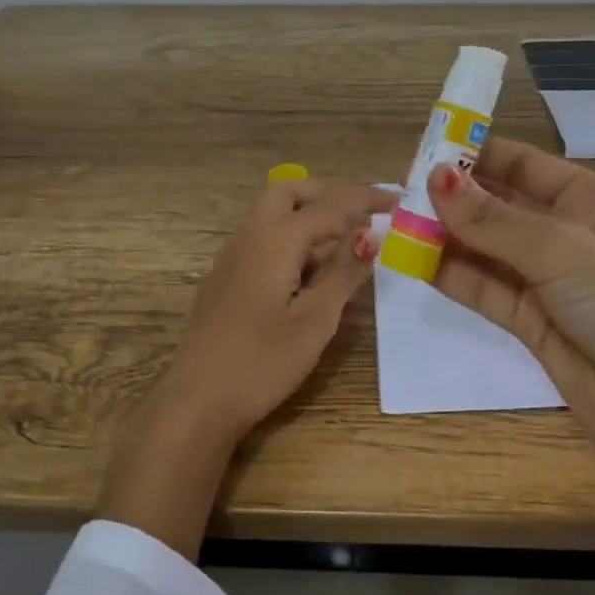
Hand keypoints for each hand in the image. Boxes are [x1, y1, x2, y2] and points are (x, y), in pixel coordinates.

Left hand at [98, 177, 391, 559]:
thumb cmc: (263, 361)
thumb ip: (343, 273)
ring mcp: (231, 258)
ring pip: (272, 216)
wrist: (198, 400)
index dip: (364, 200)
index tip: (396, 200)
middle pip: (288, 194)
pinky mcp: (225, 280)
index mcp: (275, 240)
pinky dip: (291, 240)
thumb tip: (370, 235)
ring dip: (309, 218)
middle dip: (327, 196)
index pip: (328, 206)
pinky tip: (308, 274)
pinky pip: (262, 241)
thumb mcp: (315, 320)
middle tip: (361, 217)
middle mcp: (249, 237)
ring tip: (344, 248)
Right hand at [427, 140, 594, 587]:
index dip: (476, 154)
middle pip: (501, 205)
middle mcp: (569, 236)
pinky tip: (414, 260)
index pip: (524, 165)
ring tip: (395, 224)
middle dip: (454, 197)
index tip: (424, 149)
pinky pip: (485, 289)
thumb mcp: (564, 251)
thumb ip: (494, 220)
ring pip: (487, 249)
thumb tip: (433, 179)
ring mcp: (550, 282)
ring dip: (446, 236)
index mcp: (592, 202)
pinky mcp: (532, 323)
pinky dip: (452, 275)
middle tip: (398, 190)